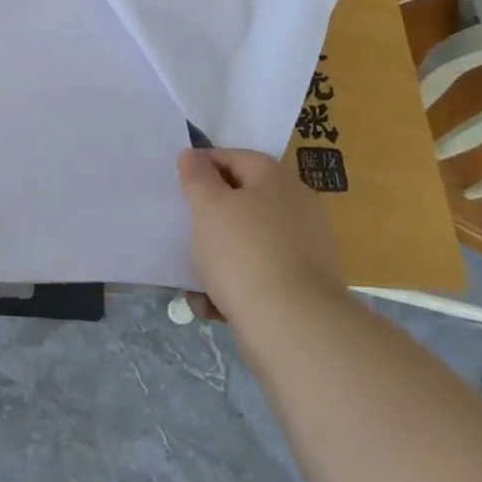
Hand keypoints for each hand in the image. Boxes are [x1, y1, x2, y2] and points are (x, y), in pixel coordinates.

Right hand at [177, 149, 345, 328]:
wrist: (292, 326)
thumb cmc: (243, 251)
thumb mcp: (208, 206)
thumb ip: (197, 177)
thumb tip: (193, 155)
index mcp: (278, 181)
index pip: (236, 157)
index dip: (204, 164)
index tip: (178, 182)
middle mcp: (297, 209)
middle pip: (243, 201)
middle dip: (209, 216)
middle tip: (183, 227)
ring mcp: (304, 250)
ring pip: (247, 242)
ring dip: (216, 256)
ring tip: (191, 277)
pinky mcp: (301, 287)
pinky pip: (258, 275)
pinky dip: (233, 285)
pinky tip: (211, 304)